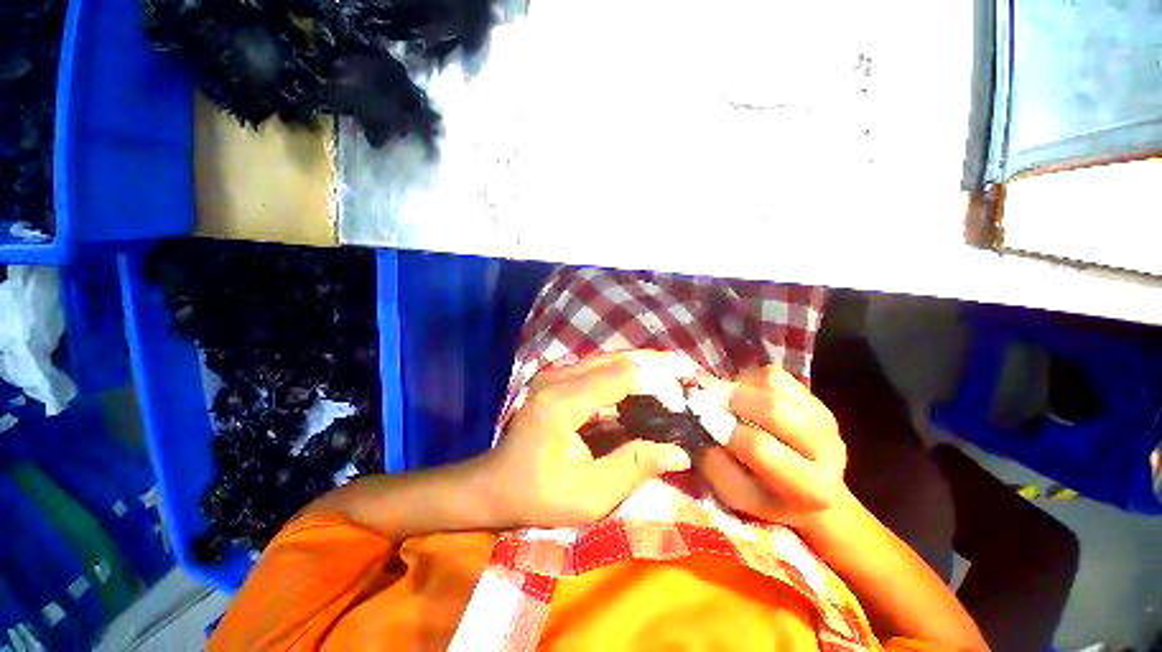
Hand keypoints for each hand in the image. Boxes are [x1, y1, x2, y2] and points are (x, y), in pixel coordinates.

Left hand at [482, 353, 693, 528]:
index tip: (685, 394)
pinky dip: (625, 374)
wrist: (495, 484)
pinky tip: (644, 385)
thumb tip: (679, 452)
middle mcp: (558, 378)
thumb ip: (633, 467)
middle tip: (687, 377)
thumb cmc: (538, 496)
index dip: (656, 381)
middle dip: (654, 366)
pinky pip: (598, 367)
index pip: (620, 375)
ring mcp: (555, 374)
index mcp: (562, 403)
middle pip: (616, 359)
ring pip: (609, 359)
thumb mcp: (588, 495)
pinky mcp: (557, 378)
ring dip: (641, 367)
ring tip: (673, 378)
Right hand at [699, 365, 847, 526]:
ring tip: (727, 401)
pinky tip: (744, 396)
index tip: (703, 421)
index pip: (759, 447)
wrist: (808, 488)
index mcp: (811, 487)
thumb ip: (716, 463)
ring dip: (740, 387)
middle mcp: (828, 450)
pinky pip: (773, 374)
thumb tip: (701, 422)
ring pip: (773, 384)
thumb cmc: (764, 495)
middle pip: (774, 408)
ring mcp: (824, 418)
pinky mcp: (814, 397)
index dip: (725, 429)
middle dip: (733, 399)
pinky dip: (749, 379)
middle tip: (708, 399)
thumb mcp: (735, 494)